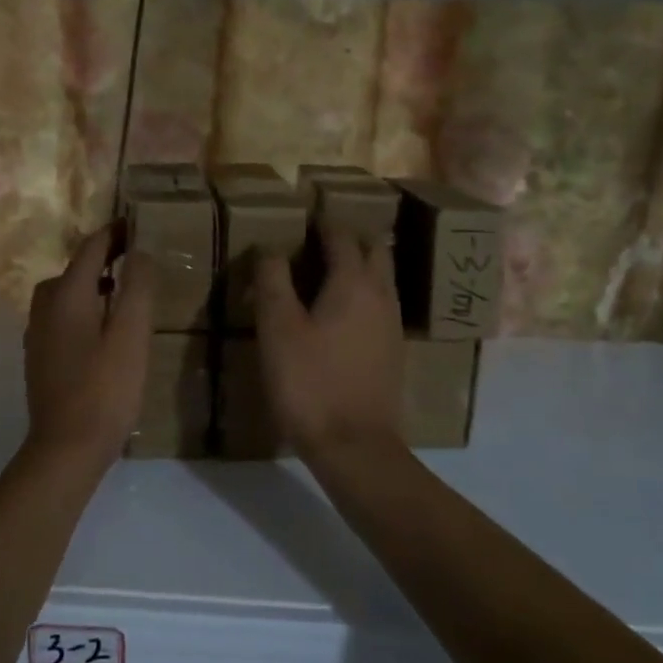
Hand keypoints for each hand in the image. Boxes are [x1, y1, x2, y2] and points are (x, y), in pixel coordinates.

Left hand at [24, 227, 155, 467]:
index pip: (90, 249)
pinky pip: (60, 316)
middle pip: (73, 269)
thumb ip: (137, 289)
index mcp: (66, 296)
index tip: (136, 223)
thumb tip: (138, 251)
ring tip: (120, 289)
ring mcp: (38, 334)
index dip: (114, 233)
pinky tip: (100, 327)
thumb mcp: (131, 335)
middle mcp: (45, 308)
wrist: (66, 447)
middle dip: (101, 257)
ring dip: (90, 282)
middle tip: (132, 257)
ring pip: (64, 294)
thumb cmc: (104, 389)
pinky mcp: (40, 357)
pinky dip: (82, 307)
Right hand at [254, 226, 403, 464]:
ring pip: (381, 276)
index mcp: (353, 282)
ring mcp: (392, 323)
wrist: (355, 446)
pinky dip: (362, 292)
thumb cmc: (309, 382)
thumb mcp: (277, 328)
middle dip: (348, 237)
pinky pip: (381, 303)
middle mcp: (381, 294)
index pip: (341, 234)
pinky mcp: (392, 350)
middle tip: (315, 240)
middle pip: (373, 249)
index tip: (300, 216)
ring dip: (359, 263)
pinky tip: (339, 311)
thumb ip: (272, 280)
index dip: (321, 221)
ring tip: (325, 270)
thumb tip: (269, 246)